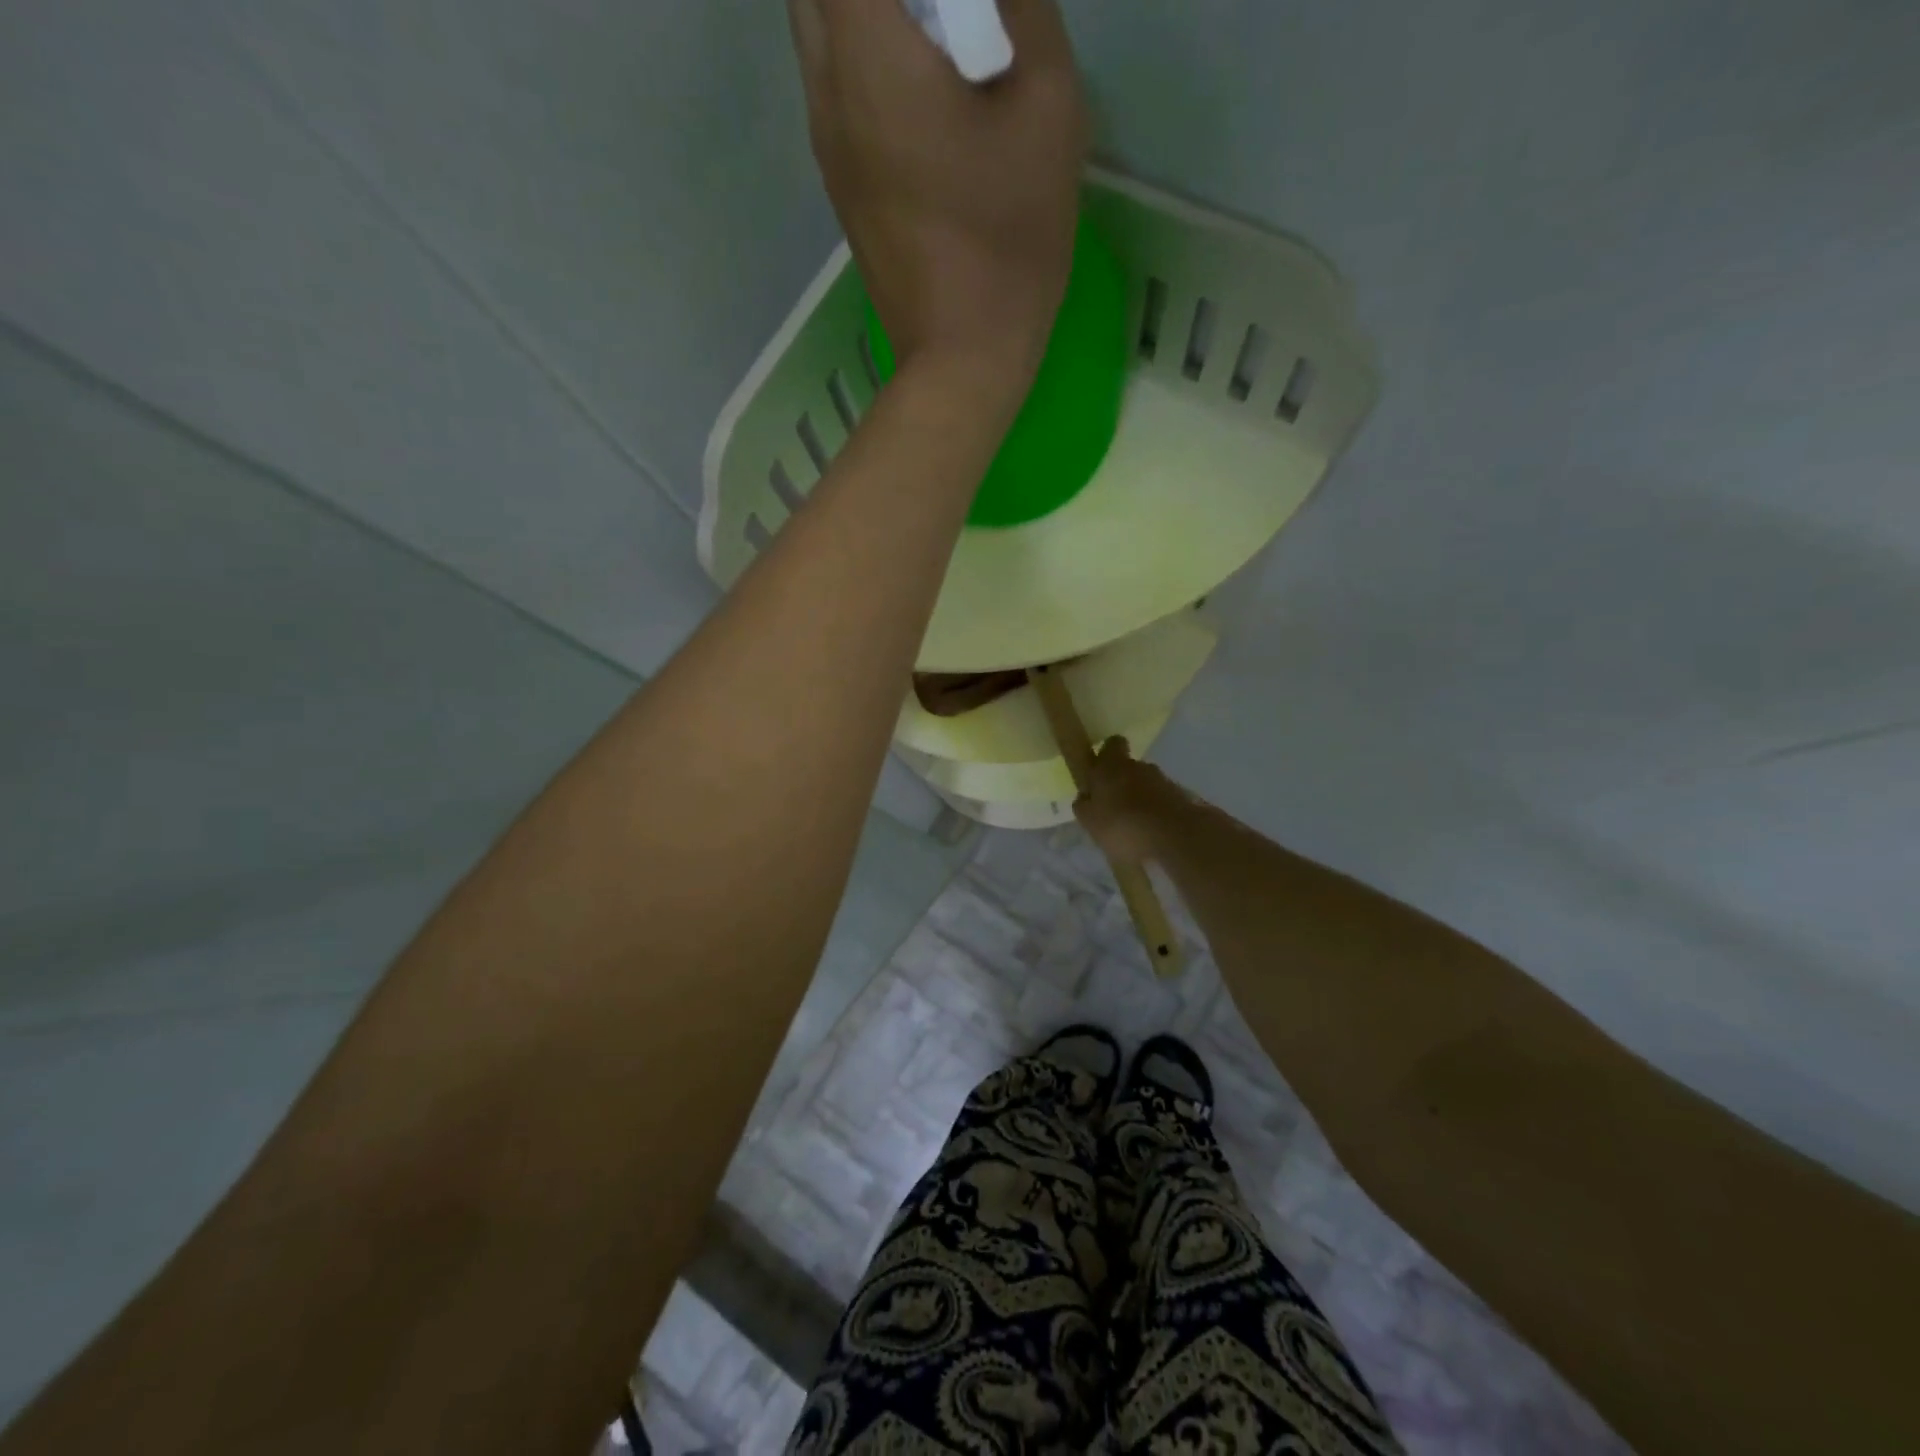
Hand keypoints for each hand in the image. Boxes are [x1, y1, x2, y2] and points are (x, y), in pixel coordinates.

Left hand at [789, 0, 1086, 388]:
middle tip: (943, 12)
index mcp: (867, 53)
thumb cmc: (1008, 244)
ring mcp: (825, 143)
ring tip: (934, 32)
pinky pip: (834, 85)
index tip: (960, 2)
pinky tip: (921, 82)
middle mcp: (825, 88)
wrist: (961, 359)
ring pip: (818, 29)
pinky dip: (863, 55)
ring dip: (869, 12)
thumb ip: (1025, 8)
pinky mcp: (838, 185)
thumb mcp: (1048, 111)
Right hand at [1073, 737, 1185, 864]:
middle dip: (1123, 783)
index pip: (1112, 744)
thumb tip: (1084, 797)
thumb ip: (1084, 806)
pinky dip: (1158, 814)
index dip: (1107, 755)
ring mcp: (1164, 782)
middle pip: (1129, 768)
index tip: (1100, 772)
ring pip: (1148, 786)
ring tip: (1135, 827)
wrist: (1176, 839)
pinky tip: (1153, 835)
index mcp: (1112, 766)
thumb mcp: (1090, 821)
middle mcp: (1139, 767)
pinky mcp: (1183, 800)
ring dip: (1141, 800)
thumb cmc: (1122, 826)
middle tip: (1114, 808)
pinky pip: (1164, 803)